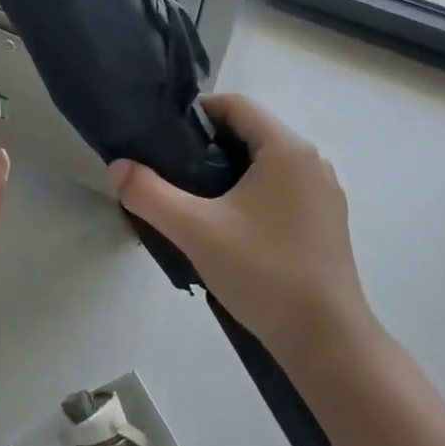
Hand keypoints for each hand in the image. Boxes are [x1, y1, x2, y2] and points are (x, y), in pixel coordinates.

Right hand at [109, 94, 374, 365]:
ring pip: (265, 163)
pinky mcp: (326, 221)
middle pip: (251, 132)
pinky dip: (251, 193)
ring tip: (193, 200)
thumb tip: (117, 167)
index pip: (236, 104)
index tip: (163, 137)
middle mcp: (311, 161)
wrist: (327, 341)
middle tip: (171, 170)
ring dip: (229, 171)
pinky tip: (228, 226)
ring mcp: (323, 193)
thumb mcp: (195, 231)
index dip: (197, 112)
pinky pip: (281, 188)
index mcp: (287, 149)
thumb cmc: (263, 273)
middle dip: (208, 144)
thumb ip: (149, 194)